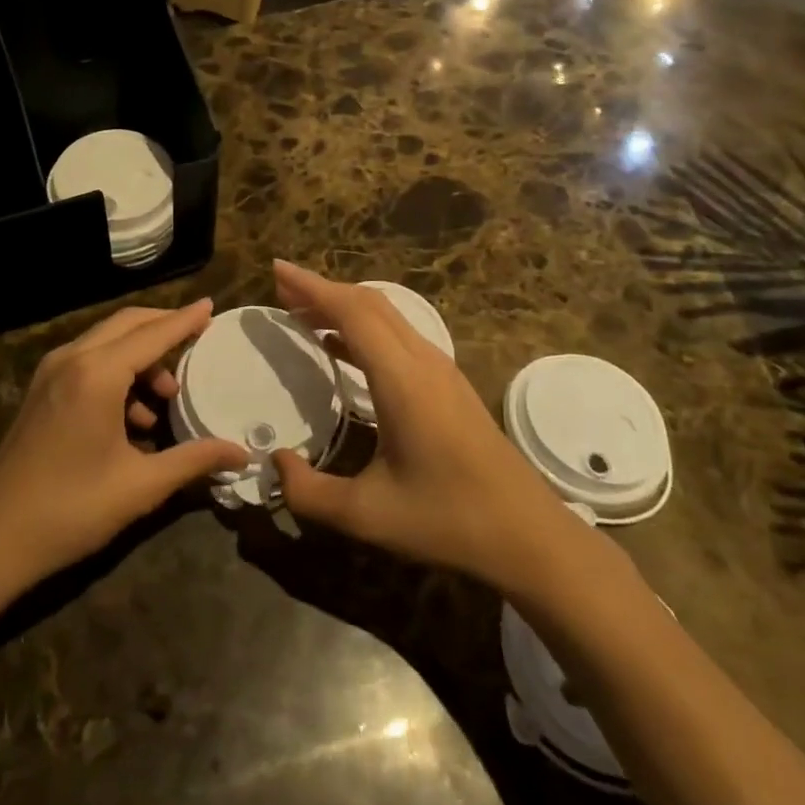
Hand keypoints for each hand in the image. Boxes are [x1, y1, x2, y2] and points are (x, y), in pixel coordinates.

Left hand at [0, 300, 246, 587]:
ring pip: (106, 342)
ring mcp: (50, 372)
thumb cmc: (71, 509)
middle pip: (127, 324)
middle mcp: (71, 359)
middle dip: (164, 328)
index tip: (212, 305)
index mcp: (96, 374)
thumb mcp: (140, 486)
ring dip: (140, 357)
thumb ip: (194, 460)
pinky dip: (117, 372)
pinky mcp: (41, 390)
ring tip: (167, 397)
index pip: (153, 334)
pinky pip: (88, 361)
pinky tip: (133, 418)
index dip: (185, 320)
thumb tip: (241, 453)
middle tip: (198, 341)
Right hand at [269, 261, 574, 586]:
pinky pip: (399, 337)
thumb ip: (309, 492)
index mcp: (402, 380)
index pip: (352, 313)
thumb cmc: (449, 520)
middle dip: (323, 290)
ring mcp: (440, 371)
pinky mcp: (448, 385)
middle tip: (282, 289)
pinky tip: (341, 348)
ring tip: (303, 314)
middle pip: (369, 304)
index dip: (312, 287)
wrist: (529, 535)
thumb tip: (275, 462)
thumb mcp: (367, 515)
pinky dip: (363, 329)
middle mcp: (422, 362)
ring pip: (387, 317)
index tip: (277, 269)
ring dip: (344, 307)